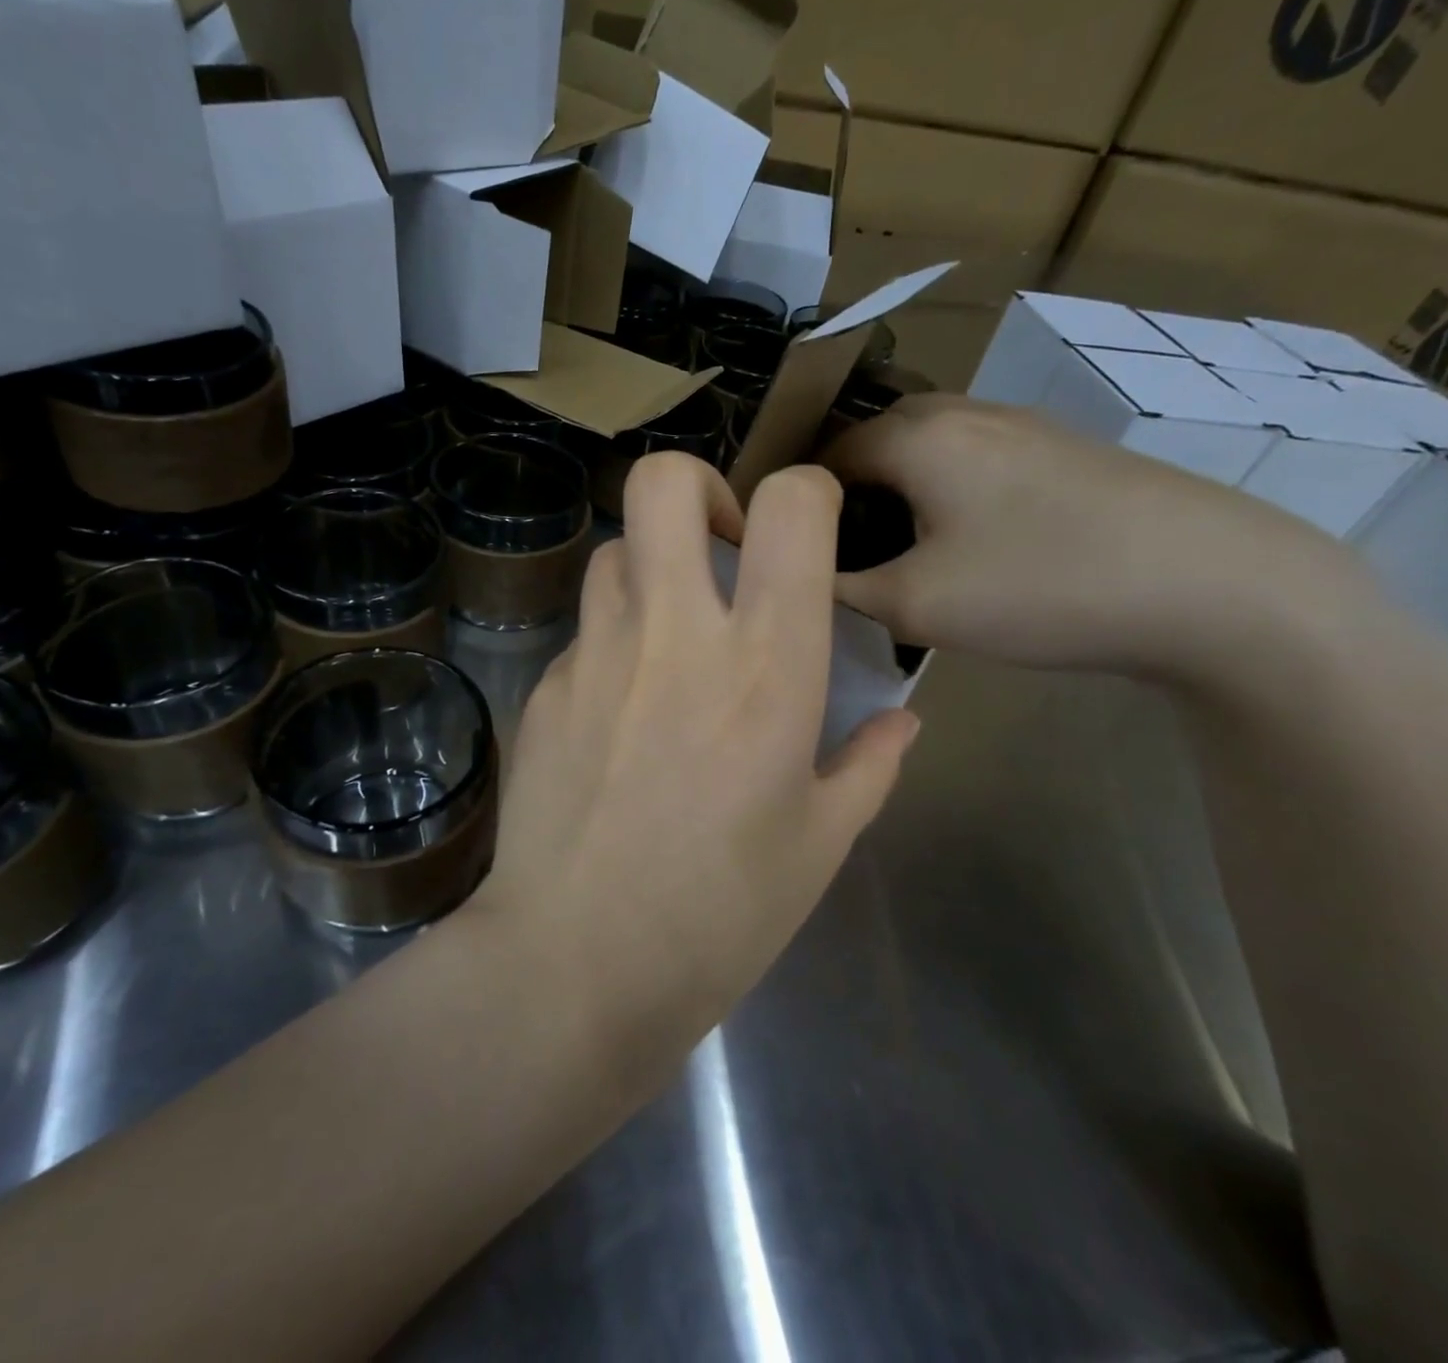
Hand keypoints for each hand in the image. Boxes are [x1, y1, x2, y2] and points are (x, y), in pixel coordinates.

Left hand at [474, 453, 919, 1038]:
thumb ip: (870, 765)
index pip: (790, 508)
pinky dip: (611, 643)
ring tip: (669, 631)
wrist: (575, 963)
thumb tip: (902, 720)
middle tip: (720, 548)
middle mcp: (674, 634)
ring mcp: (595, 655)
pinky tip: (620, 711)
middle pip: (664, 484)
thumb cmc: (719, 914)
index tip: (803, 532)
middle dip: (698, 489)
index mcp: (765, 665)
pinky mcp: (545, 688)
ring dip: (649, 567)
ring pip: (614, 550)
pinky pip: (583, 632)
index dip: (805, 493)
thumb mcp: (820, 845)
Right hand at [819, 395, 1390, 686]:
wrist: (1212, 584)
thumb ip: (841, 586)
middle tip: (839, 558)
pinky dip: (944, 496)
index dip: (797, 504)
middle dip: (846, 496)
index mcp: (915, 436)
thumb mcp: (914, 605)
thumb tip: (806, 572)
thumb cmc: (1040, 587)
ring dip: (897, 496)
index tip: (790, 554)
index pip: (822, 455)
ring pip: (925, 453)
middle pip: (873, 445)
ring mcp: (1019, 425)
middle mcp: (961, 412)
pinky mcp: (1061, 450)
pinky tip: (965, 547)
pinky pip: (971, 463)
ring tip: (897, 556)